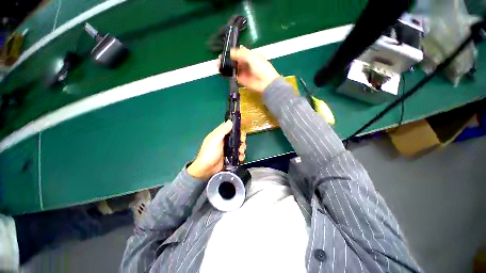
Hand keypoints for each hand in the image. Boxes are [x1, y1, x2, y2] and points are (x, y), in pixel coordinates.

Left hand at [187, 120, 246, 179]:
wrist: (206, 170)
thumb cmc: (209, 152)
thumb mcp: (215, 139)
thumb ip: (223, 130)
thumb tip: (230, 121)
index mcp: (220, 134)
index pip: (230, 128)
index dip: (237, 128)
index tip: (242, 131)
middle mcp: (225, 141)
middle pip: (237, 137)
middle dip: (242, 139)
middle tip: (242, 142)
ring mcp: (228, 149)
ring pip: (239, 145)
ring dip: (242, 148)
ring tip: (241, 152)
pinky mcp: (231, 157)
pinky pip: (238, 154)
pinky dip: (241, 155)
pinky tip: (240, 158)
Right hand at [218, 46, 279, 92]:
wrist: (266, 83)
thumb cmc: (261, 67)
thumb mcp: (251, 57)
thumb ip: (240, 53)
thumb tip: (230, 52)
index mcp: (250, 56)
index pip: (238, 53)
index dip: (231, 53)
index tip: (223, 53)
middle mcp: (246, 64)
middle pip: (235, 61)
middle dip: (227, 60)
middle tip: (219, 60)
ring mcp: (244, 72)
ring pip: (234, 68)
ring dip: (227, 67)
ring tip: (219, 66)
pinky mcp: (242, 80)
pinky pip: (235, 76)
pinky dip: (230, 74)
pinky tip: (224, 72)